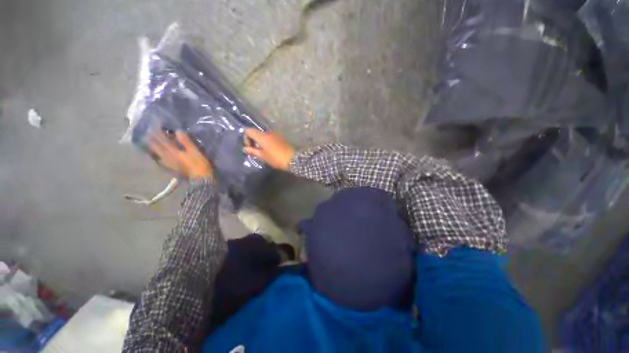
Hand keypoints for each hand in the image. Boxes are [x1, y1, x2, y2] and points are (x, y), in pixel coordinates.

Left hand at [147, 130, 212, 178]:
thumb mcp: (195, 151)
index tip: (154, 126)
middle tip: (148, 134)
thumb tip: (177, 130)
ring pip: (157, 154)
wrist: (201, 178)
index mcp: (173, 152)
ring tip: (149, 144)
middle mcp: (168, 157)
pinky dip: (157, 157)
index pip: (163, 141)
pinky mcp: (172, 168)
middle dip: (152, 140)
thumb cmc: (199, 163)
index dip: (158, 133)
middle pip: (157, 148)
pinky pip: (161, 161)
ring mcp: (169, 163)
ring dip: (152, 148)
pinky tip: (157, 157)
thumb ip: (186, 141)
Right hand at [243, 129, 294, 170]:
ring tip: (263, 152)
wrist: (293, 159)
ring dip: (261, 142)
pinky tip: (270, 151)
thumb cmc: (276, 158)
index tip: (249, 147)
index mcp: (262, 136)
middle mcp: (268, 133)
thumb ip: (253, 151)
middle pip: (257, 132)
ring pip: (264, 136)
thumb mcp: (263, 156)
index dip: (246, 138)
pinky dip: (267, 142)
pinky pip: (270, 138)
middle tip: (255, 151)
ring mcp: (276, 134)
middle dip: (254, 141)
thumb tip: (245, 148)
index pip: (248, 131)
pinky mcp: (281, 138)